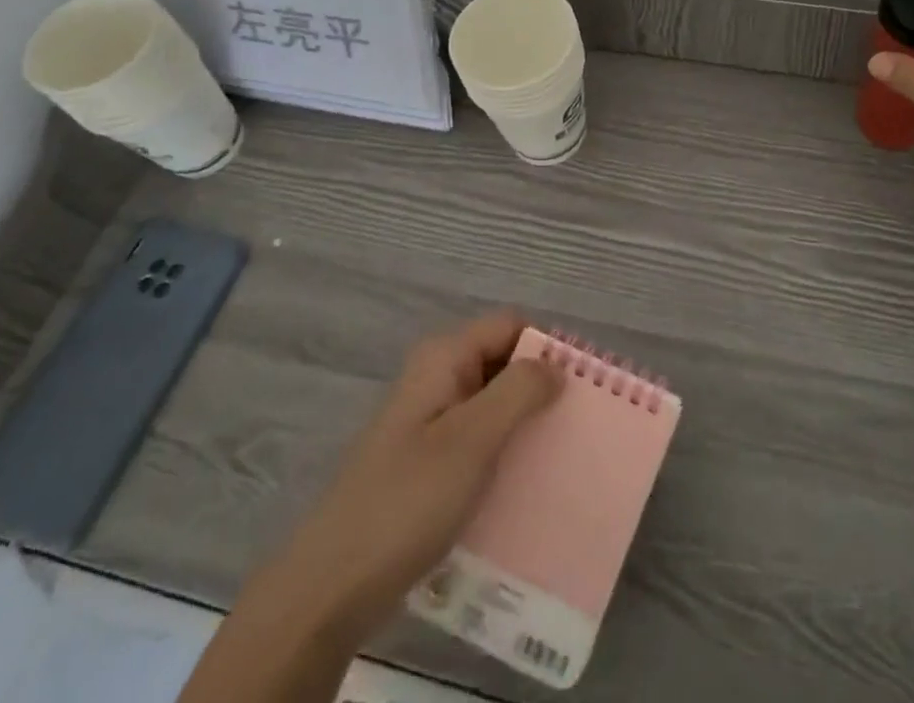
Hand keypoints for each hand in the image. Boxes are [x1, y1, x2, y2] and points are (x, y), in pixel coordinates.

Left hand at [277, 311, 562, 643]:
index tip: (583, 387)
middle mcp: (437, 377)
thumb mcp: (472, 440)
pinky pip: (477, 441)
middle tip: (578, 427)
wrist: (331, 587)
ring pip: (492, 405)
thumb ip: (519, 392)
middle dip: (540, 389)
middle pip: (503, 363)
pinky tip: (523, 487)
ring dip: (525, 426)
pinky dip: (503, 454)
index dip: (547, 348)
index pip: (511, 326)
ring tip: (561, 460)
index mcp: (444, 358)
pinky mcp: (426, 462)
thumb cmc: (407, 500)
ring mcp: (428, 421)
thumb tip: (557, 365)